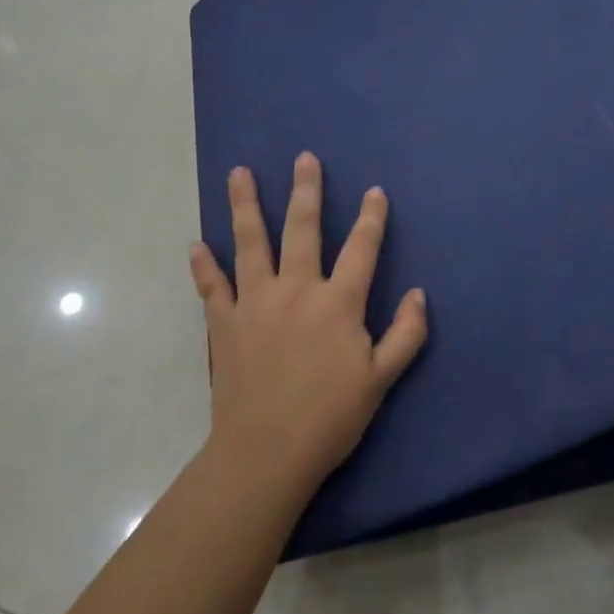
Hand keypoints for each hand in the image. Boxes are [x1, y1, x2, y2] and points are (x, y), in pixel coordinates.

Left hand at [191, 152, 427, 495]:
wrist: (265, 454)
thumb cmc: (330, 417)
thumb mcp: (382, 379)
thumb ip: (406, 333)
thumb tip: (418, 294)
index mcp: (338, 302)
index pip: (361, 248)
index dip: (371, 217)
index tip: (374, 191)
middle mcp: (297, 290)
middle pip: (303, 229)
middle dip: (306, 191)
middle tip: (304, 158)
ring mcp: (255, 304)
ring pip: (250, 244)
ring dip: (245, 206)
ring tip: (239, 173)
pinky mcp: (225, 325)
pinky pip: (212, 287)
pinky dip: (204, 266)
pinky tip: (196, 244)